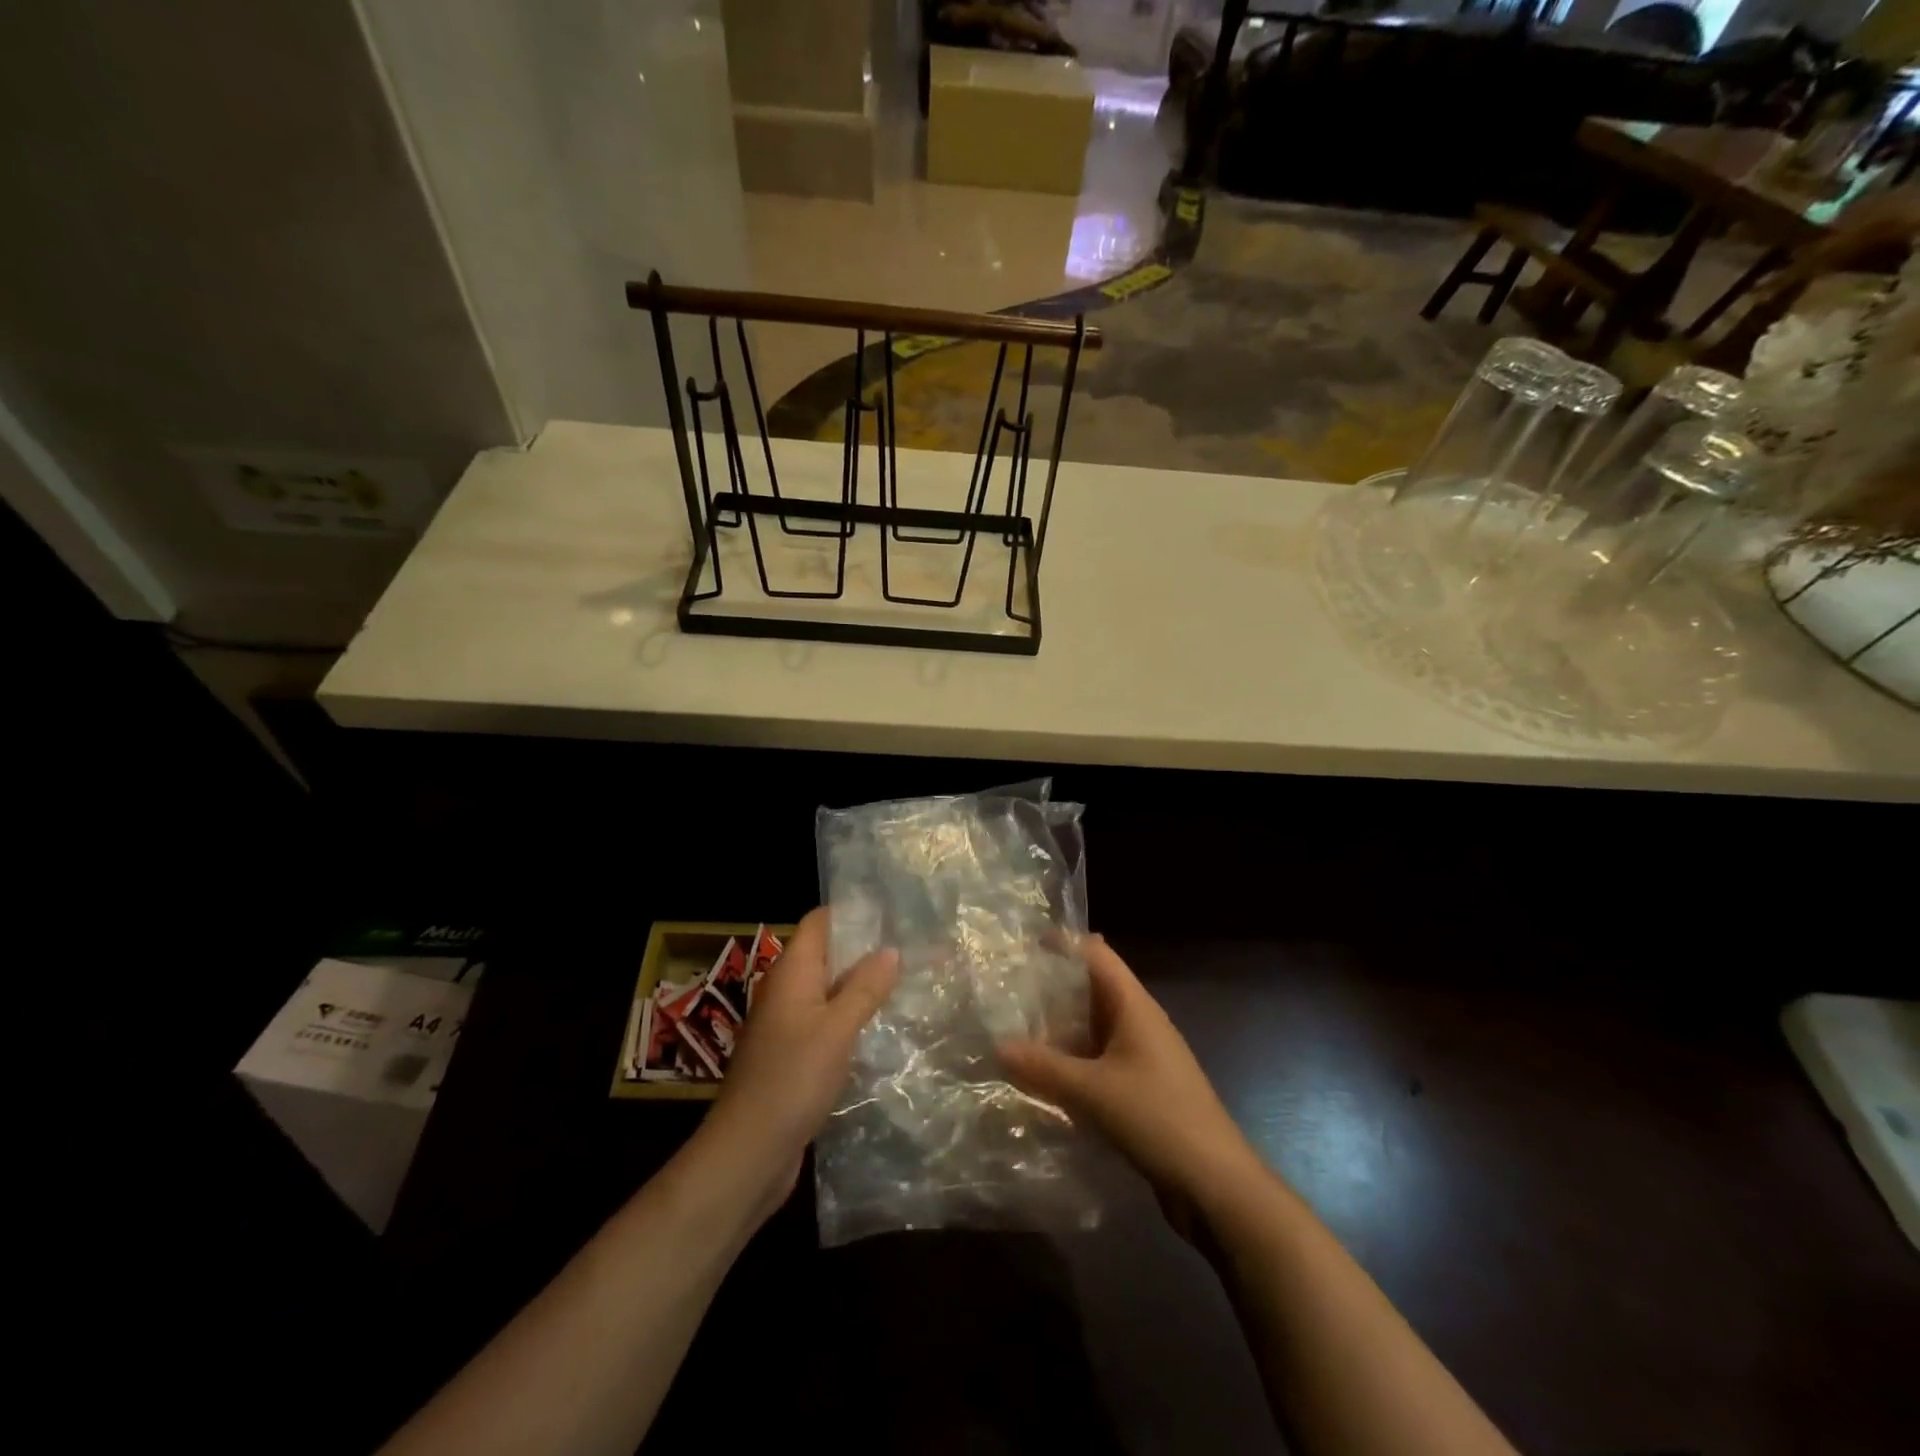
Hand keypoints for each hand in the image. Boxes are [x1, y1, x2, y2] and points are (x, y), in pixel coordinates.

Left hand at [698, 907, 897, 1215]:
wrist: (748, 1150)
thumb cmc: (792, 1079)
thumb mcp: (836, 1029)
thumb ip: (865, 988)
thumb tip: (891, 949)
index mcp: (791, 972)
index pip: (818, 923)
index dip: (851, 912)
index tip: (892, 911)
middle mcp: (786, 991)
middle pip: (825, 953)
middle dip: (863, 948)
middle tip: (910, 945)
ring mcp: (786, 1024)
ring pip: (827, 989)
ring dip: (859, 984)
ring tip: (904, 980)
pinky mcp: (792, 1055)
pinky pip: (824, 1021)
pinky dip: (849, 1016)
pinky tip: (878, 1026)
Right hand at [999, 934, 1264, 1237]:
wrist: (1216, 1184)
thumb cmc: (1158, 1118)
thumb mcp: (1093, 1090)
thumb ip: (1044, 1067)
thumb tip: (997, 1046)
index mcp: (1134, 1006)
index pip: (1097, 955)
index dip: (1064, 943)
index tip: (1024, 942)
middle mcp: (1140, 1022)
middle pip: (1094, 989)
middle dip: (1055, 987)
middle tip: (1008, 989)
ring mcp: (1144, 1056)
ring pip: (1095, 1028)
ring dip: (1062, 1029)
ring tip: (1016, 1030)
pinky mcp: (1143, 1088)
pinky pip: (1101, 1061)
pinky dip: (1074, 1061)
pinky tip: (1046, 1076)